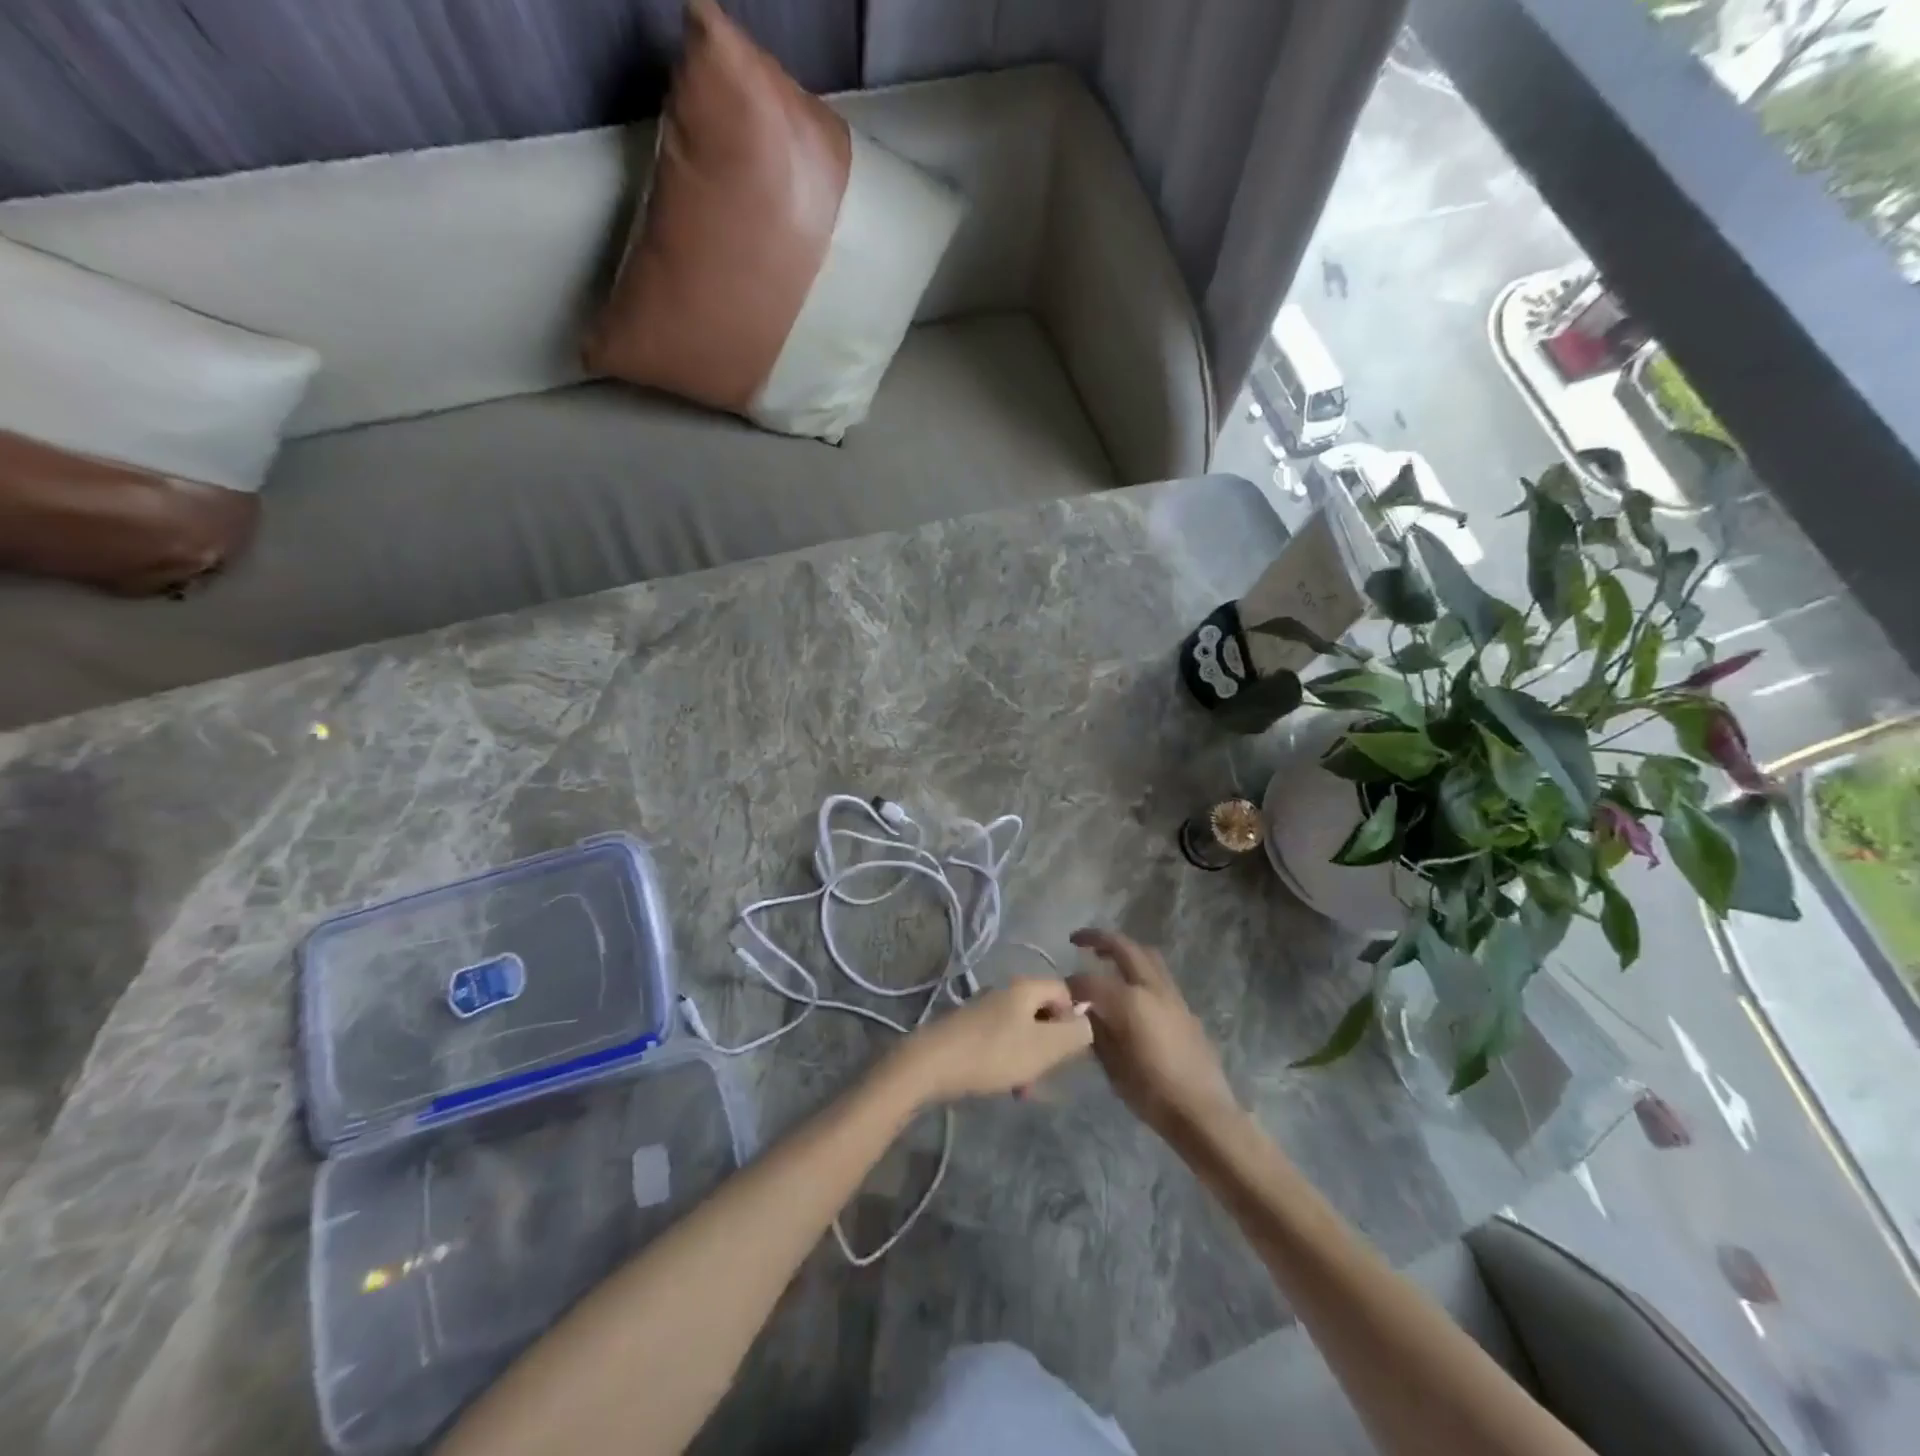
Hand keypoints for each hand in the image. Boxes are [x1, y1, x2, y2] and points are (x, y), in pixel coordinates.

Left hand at [892, 978, 1092, 1104]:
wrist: (930, 1064)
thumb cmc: (993, 1053)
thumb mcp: (1044, 1047)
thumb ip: (1075, 1034)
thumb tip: (1088, 1023)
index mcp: (1025, 987)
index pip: (1065, 992)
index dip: (1074, 1018)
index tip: (1070, 1049)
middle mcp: (1005, 991)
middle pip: (1043, 1012)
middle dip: (1051, 1045)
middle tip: (1048, 1073)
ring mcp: (984, 1008)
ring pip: (1022, 1030)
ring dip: (1030, 1058)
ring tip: (1024, 1089)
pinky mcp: (968, 1028)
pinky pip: (1001, 1041)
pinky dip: (1009, 1061)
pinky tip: (1004, 1085)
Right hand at [1067, 928, 1240, 1141]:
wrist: (1201, 1111)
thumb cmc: (1151, 1092)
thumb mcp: (1111, 1064)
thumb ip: (1096, 1030)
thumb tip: (1084, 1011)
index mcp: (1129, 1001)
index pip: (1089, 981)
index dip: (1071, 985)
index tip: (1060, 993)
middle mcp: (1151, 988)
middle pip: (1124, 947)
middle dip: (1098, 939)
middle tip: (1078, 940)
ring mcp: (1172, 995)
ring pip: (1146, 955)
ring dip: (1123, 950)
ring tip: (1105, 957)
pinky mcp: (1184, 1007)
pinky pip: (1158, 975)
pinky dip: (1139, 969)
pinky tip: (1130, 990)